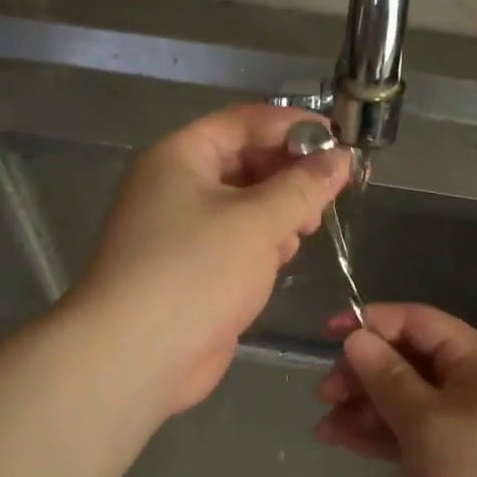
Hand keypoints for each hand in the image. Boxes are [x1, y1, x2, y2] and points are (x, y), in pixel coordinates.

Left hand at [70, 104, 349, 415]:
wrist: (136, 355)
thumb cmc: (196, 271)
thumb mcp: (258, 221)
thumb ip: (303, 187)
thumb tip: (340, 158)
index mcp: (179, 156)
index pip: (243, 122)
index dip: (293, 125)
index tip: (340, 140)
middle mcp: (174, 186)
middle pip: (244, 162)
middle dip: (289, 175)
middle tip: (328, 194)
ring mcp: (180, 231)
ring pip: (242, 205)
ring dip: (278, 212)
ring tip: (306, 230)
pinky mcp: (190, 270)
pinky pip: (234, 242)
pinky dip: (261, 244)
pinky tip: (281, 259)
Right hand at [314, 303, 476, 476]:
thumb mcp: (428, 422)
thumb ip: (388, 378)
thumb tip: (355, 337)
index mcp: (476, 360)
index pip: (416, 322)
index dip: (371, 323)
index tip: (326, 336)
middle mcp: (470, 385)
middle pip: (406, 362)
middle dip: (362, 373)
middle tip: (325, 396)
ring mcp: (461, 425)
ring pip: (402, 401)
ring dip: (363, 409)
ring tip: (324, 428)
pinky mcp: (452, 461)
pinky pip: (407, 435)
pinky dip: (377, 436)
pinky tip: (341, 442)